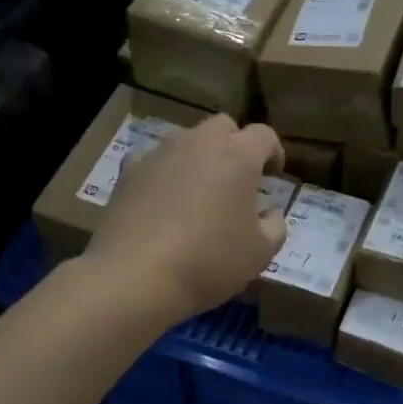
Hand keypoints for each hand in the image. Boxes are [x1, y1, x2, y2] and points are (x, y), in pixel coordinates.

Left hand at [84, 114, 287, 323]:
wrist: (135, 276)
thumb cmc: (209, 261)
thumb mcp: (260, 254)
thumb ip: (275, 227)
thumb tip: (270, 214)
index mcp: (237, 156)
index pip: (263, 136)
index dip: (274, 152)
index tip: (274, 174)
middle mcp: (198, 143)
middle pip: (222, 127)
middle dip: (234, 146)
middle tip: (238, 179)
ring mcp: (159, 154)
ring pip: (186, 141)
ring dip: (199, 159)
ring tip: (200, 192)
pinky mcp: (128, 173)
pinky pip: (154, 162)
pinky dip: (165, 174)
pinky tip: (164, 201)